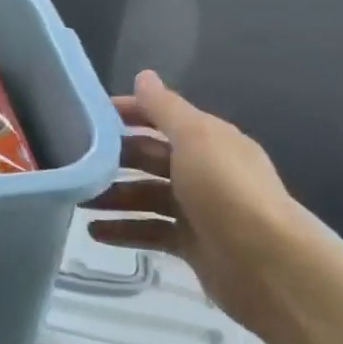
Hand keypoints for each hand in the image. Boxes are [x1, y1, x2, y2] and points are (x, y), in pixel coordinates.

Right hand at [82, 71, 306, 335]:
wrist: (270, 267)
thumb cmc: (227, 192)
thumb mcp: (195, 138)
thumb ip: (165, 108)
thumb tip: (144, 76)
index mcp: (209, 140)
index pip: (162, 118)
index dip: (127, 113)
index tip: (84, 116)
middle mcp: (204, 171)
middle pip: (150, 158)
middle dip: (113, 159)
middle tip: (71, 162)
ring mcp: (198, 210)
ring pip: (146, 196)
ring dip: (112, 196)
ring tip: (75, 201)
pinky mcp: (192, 246)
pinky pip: (150, 231)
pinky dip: (123, 230)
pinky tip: (94, 233)